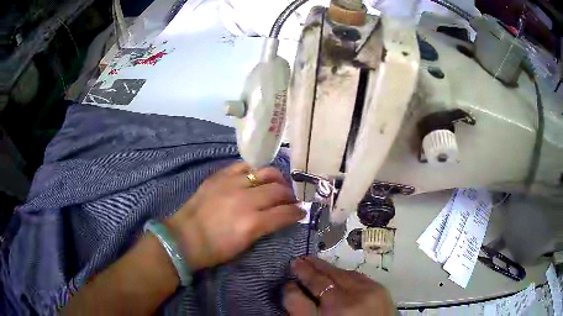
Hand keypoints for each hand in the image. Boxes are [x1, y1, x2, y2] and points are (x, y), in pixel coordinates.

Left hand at [165, 162, 304, 269]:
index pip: (285, 213)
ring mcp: (231, 184)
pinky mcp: (219, 176)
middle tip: (290, 199)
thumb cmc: (215, 249)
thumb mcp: (245, 244)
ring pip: (265, 172)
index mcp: (252, 223)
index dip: (297, 212)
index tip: (301, 212)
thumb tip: (280, 216)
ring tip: (277, 184)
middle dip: (289, 195)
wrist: (184, 238)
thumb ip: (265, 227)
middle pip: (278, 190)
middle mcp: (245, 200)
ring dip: (276, 178)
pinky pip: (243, 165)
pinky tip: (255, 176)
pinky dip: (253, 170)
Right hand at [284, 257, 394, 315]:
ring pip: (341, 274)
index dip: (293, 287)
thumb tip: (293, 290)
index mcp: (329, 315)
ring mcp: (366, 294)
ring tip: (314, 263)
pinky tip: (337, 272)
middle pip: (323, 280)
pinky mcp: (380, 290)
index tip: (288, 279)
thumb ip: (302, 311)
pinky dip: (344, 273)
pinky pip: (357, 275)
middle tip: (298, 261)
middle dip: (309, 269)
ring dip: (326, 268)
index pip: (301, 298)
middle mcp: (347, 303)